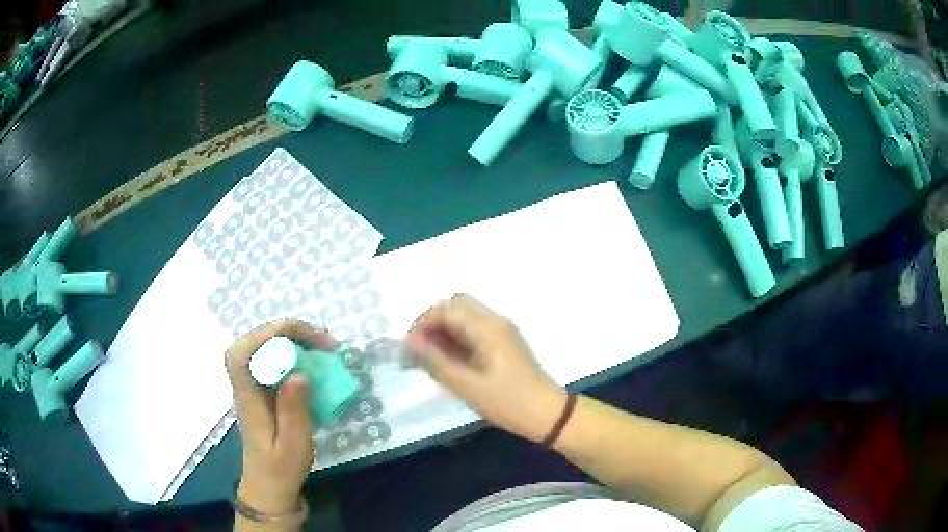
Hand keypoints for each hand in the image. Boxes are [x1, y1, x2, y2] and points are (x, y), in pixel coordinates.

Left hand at [225, 320, 333, 513]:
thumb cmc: (281, 468)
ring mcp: (252, 387)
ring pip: (262, 348)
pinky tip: (312, 360)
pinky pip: (272, 360)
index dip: (266, 336)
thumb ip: (293, 411)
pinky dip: (292, 352)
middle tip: (321, 341)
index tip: (300, 339)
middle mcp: (246, 386)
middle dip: (285, 332)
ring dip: (290, 340)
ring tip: (321, 346)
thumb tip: (298, 373)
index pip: (241, 354)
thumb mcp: (293, 445)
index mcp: (248, 398)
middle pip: (252, 343)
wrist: (269, 485)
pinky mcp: (262, 391)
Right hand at [407, 294, 567, 442]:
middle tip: (421, 352)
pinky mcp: (505, 343)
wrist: (547, 414)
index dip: (422, 322)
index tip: (409, 347)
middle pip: (456, 306)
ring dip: (445, 332)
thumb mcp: (466, 385)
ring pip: (465, 318)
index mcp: (487, 327)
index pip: (446, 308)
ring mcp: (502, 331)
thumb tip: (408, 342)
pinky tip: (451, 363)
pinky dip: (458, 340)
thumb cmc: (507, 402)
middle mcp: (495, 321)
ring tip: (432, 361)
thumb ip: (435, 361)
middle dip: (433, 323)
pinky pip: (475, 331)